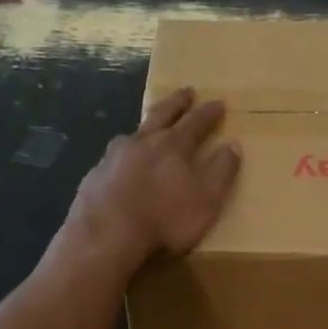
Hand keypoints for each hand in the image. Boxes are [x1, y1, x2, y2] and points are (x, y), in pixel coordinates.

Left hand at [64, 87, 240, 267]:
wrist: (105, 237)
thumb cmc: (164, 221)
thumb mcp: (206, 200)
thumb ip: (221, 171)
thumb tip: (233, 145)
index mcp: (173, 146)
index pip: (196, 122)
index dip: (209, 113)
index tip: (219, 103)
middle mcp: (142, 142)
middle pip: (162, 114)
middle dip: (177, 103)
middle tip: (186, 91)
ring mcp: (113, 157)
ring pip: (133, 133)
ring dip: (146, 126)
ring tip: (150, 127)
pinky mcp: (94, 175)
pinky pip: (113, 157)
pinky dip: (124, 155)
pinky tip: (122, 164)